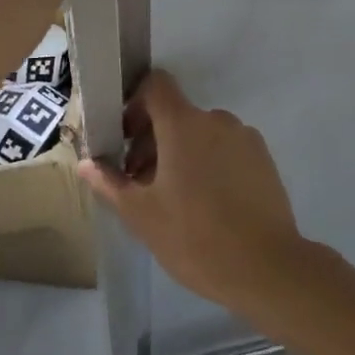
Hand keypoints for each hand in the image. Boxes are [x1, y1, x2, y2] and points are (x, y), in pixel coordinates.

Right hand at [80, 70, 329, 315]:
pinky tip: (205, 205)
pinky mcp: (265, 161)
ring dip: (180, 154)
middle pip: (177, 114)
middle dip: (152, 140)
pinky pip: (226, 150)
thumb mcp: (141, 214)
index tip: (124, 137)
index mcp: (184, 124)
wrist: (267, 269)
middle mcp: (217, 120)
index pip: (156, 85)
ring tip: (172, 198)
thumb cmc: (194, 238)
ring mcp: (245, 139)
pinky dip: (209, 164)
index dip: (135, 103)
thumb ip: (110, 183)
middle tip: (139, 181)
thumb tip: (87, 164)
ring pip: (202, 134)